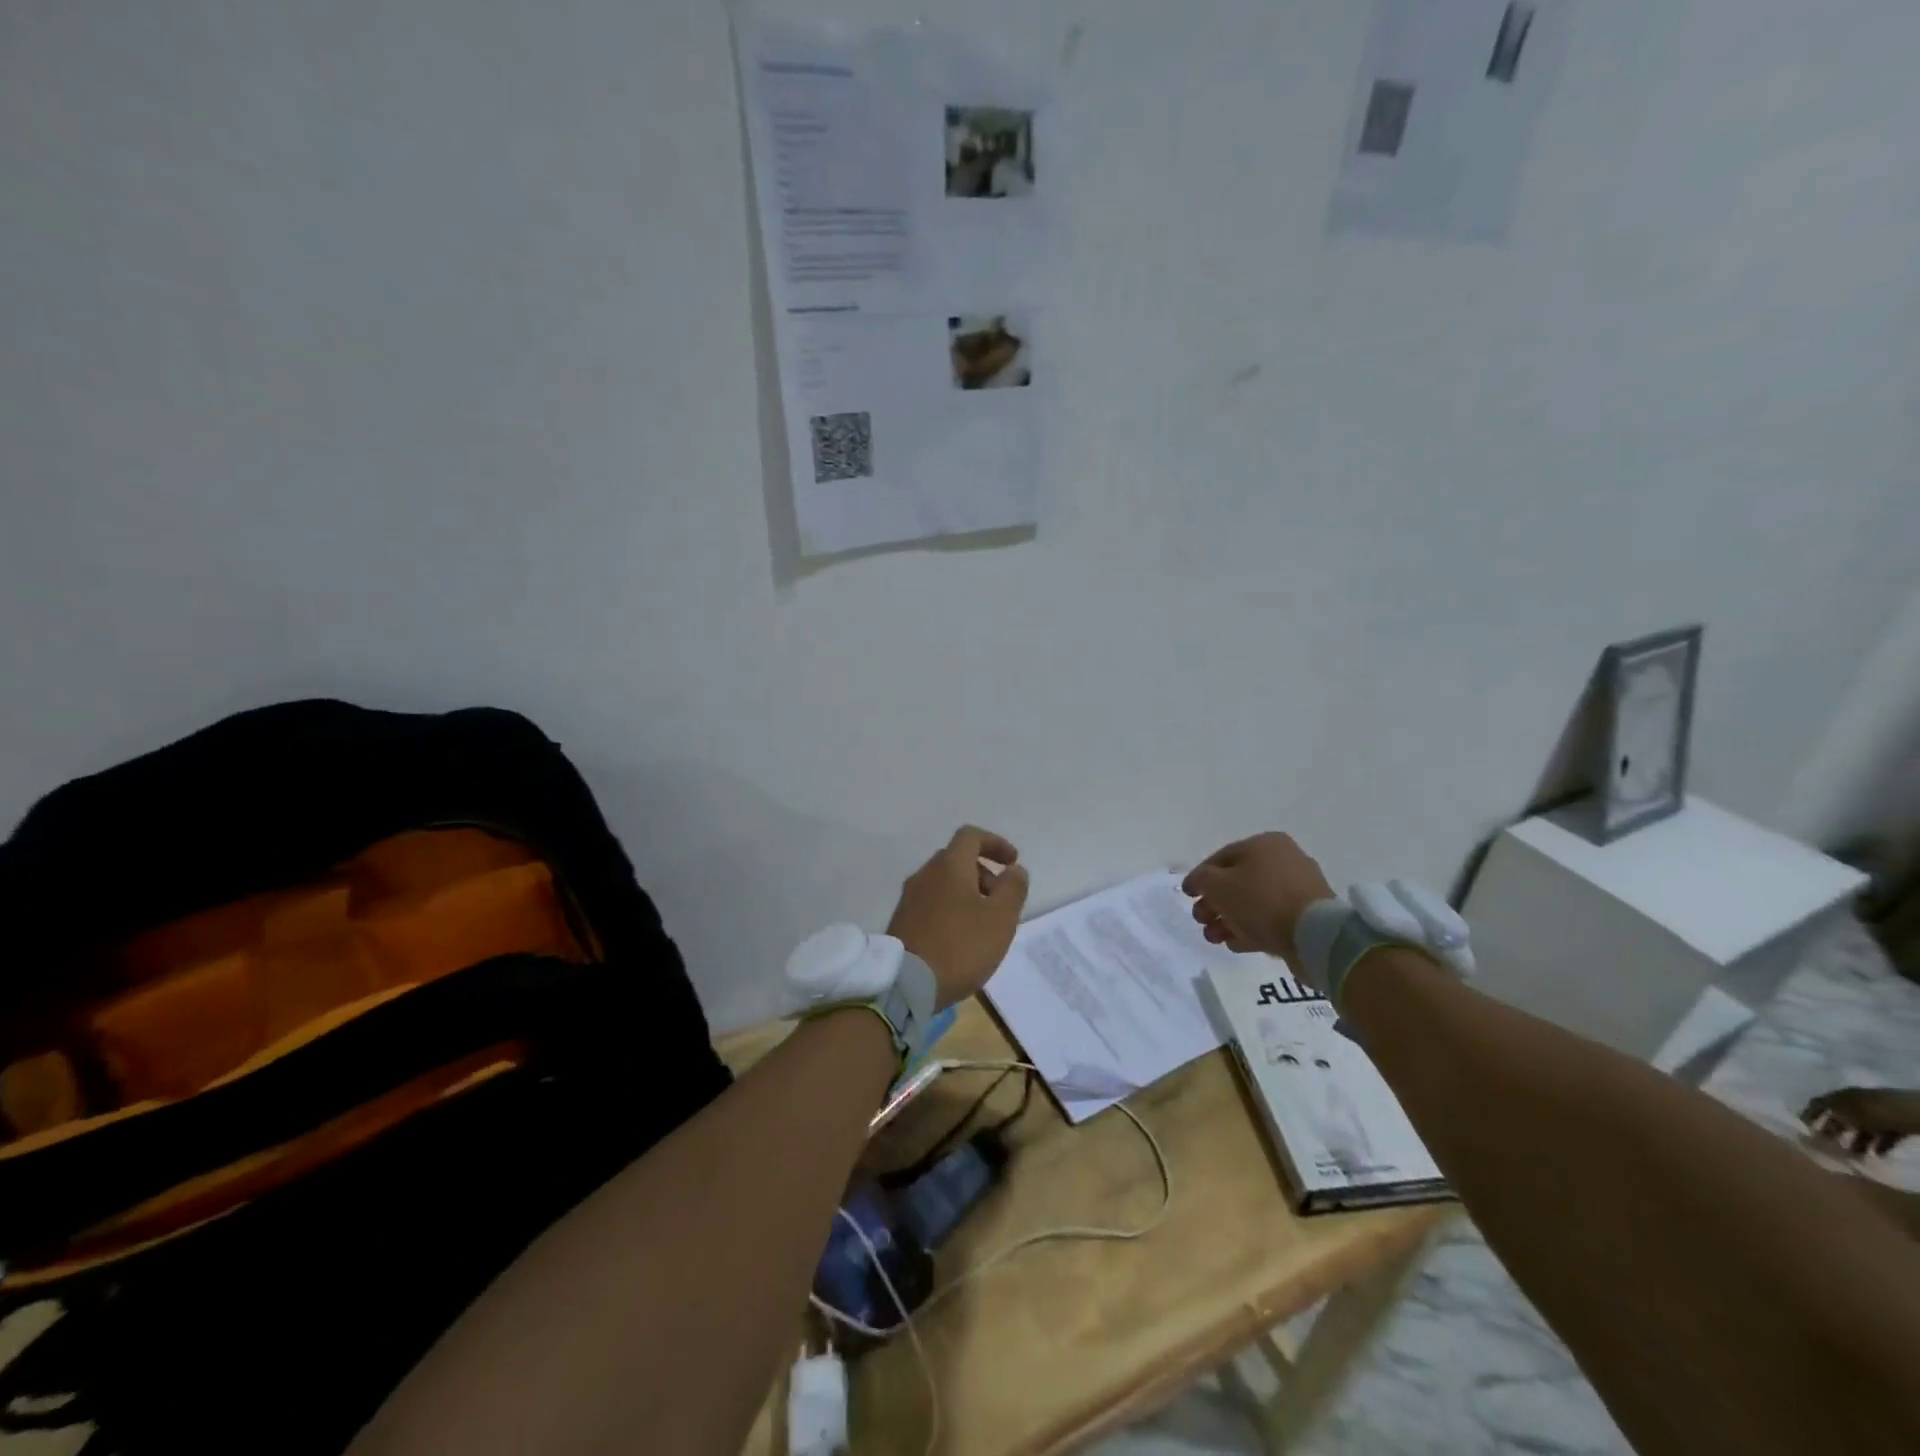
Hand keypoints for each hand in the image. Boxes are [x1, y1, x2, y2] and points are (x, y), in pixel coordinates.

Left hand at [887, 826, 1029, 1007]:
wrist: (906, 983)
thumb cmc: (961, 946)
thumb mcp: (1001, 918)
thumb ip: (1012, 888)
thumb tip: (1014, 870)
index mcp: (949, 866)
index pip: (971, 836)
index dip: (995, 843)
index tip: (1012, 862)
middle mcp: (925, 874)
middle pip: (957, 859)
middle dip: (983, 872)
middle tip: (1001, 899)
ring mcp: (909, 898)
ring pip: (943, 882)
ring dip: (967, 892)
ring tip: (984, 924)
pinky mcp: (902, 921)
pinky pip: (932, 903)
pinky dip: (951, 908)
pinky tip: (960, 937)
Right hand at [1182, 833, 1334, 978]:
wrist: (1314, 934)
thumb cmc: (1261, 900)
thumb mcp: (1218, 885)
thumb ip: (1202, 879)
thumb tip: (1199, 881)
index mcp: (1264, 844)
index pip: (1221, 857)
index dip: (1200, 877)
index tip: (1187, 896)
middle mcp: (1284, 860)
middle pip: (1237, 881)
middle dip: (1214, 903)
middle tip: (1201, 920)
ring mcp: (1298, 889)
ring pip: (1253, 903)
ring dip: (1229, 919)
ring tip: (1215, 938)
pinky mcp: (1307, 916)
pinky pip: (1271, 919)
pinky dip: (1251, 929)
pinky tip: (1236, 944)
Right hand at [1801, 1086, 1919, 1156]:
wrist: (1909, 1112)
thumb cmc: (1871, 1111)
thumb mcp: (1845, 1114)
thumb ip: (1829, 1119)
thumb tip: (1814, 1126)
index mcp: (1837, 1096)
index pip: (1817, 1104)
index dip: (1808, 1115)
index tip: (1802, 1127)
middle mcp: (1852, 1102)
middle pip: (1839, 1117)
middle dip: (1833, 1131)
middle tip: (1828, 1146)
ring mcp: (1873, 1114)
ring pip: (1860, 1129)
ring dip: (1856, 1142)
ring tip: (1853, 1156)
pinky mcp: (1891, 1126)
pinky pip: (1881, 1136)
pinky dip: (1877, 1145)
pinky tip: (1876, 1155)